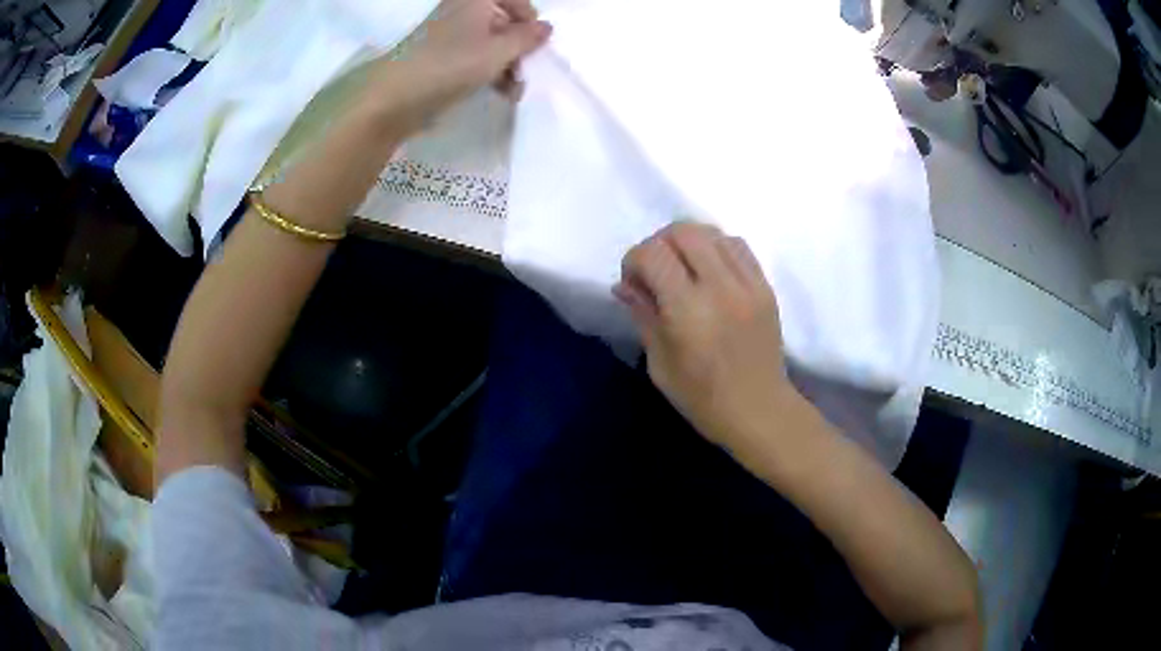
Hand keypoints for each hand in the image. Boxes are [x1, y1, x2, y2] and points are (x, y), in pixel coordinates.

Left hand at [362, 0, 551, 134]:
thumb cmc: (451, 64)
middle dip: (518, 47)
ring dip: (506, 63)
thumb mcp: (498, 51)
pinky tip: (496, 91)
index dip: (529, 19)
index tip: (537, 43)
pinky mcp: (437, 56)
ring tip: (512, 90)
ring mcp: (447, 33)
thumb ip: (527, 39)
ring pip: (488, 41)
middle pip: (502, 20)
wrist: (394, 97)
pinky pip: (471, 56)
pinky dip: (487, 70)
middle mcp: (461, 9)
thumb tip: (546, 27)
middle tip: (524, 72)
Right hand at [615, 223, 795, 453]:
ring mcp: (748, 284)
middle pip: (683, 231)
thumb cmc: (702, 398)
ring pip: (712, 232)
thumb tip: (624, 285)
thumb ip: (643, 315)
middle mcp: (720, 287)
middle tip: (656, 271)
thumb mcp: (660, 364)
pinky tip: (711, 271)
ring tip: (684, 269)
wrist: (759, 410)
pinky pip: (738, 246)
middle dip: (659, 243)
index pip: (653, 253)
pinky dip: (717, 248)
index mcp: (688, 311)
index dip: (633, 260)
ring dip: (689, 242)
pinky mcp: (765, 286)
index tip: (634, 283)